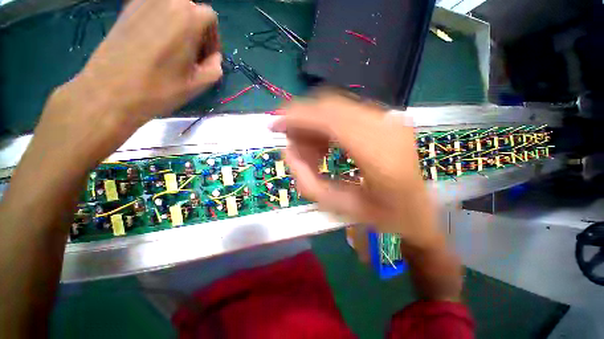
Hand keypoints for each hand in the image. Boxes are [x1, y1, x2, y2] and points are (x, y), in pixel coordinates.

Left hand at [39, 0, 221, 166]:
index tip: (206, 57)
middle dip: (196, 30)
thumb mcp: (197, 85)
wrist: (109, 91)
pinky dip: (159, 20)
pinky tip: (154, 40)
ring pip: (171, 6)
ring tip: (172, 47)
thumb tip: (214, 58)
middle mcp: (167, 1)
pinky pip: (152, 7)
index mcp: (188, 18)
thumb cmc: (159, 89)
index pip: (210, 17)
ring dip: (178, 24)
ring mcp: (143, 1)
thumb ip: (215, 68)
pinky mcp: (126, 8)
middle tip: (190, 53)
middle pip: (191, 9)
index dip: (212, 38)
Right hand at [271, 93, 439, 247]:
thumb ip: (307, 181)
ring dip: (315, 125)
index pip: (329, 119)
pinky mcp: (387, 119)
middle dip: (302, 120)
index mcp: (379, 154)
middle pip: (330, 107)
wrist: (418, 210)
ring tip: (309, 151)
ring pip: (337, 107)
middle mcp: (387, 127)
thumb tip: (288, 151)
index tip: (275, 124)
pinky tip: (324, 145)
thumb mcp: (338, 207)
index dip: (296, 117)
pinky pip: (347, 112)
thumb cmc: (382, 215)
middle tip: (290, 140)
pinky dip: (328, 125)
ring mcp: (390, 119)